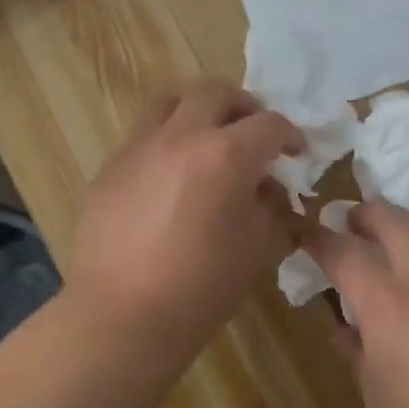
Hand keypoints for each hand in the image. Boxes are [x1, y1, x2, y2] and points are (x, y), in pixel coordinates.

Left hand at [66, 83, 302, 369]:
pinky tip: (171, 176)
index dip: (291, 136)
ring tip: (207, 139)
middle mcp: (182, 135)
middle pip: (217, 93)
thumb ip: (273, 209)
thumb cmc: (202, 287)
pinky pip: (144, 134)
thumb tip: (269, 190)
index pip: (270, 125)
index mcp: (227, 154)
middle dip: (244, 108)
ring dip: (198, 110)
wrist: (122, 315)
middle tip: (253, 135)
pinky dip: (167, 139)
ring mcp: (141, 146)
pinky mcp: (112, 165)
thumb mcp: (258, 250)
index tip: (296, 153)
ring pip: (172, 101)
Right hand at [308, 202, 408, 407]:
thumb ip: (356, 353)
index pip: (343, 251)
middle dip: (367, 215)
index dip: (318, 237)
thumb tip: (345, 328)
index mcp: (389, 304)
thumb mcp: (378, 399)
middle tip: (353, 225)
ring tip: (403, 287)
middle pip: (395, 219)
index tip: (305, 231)